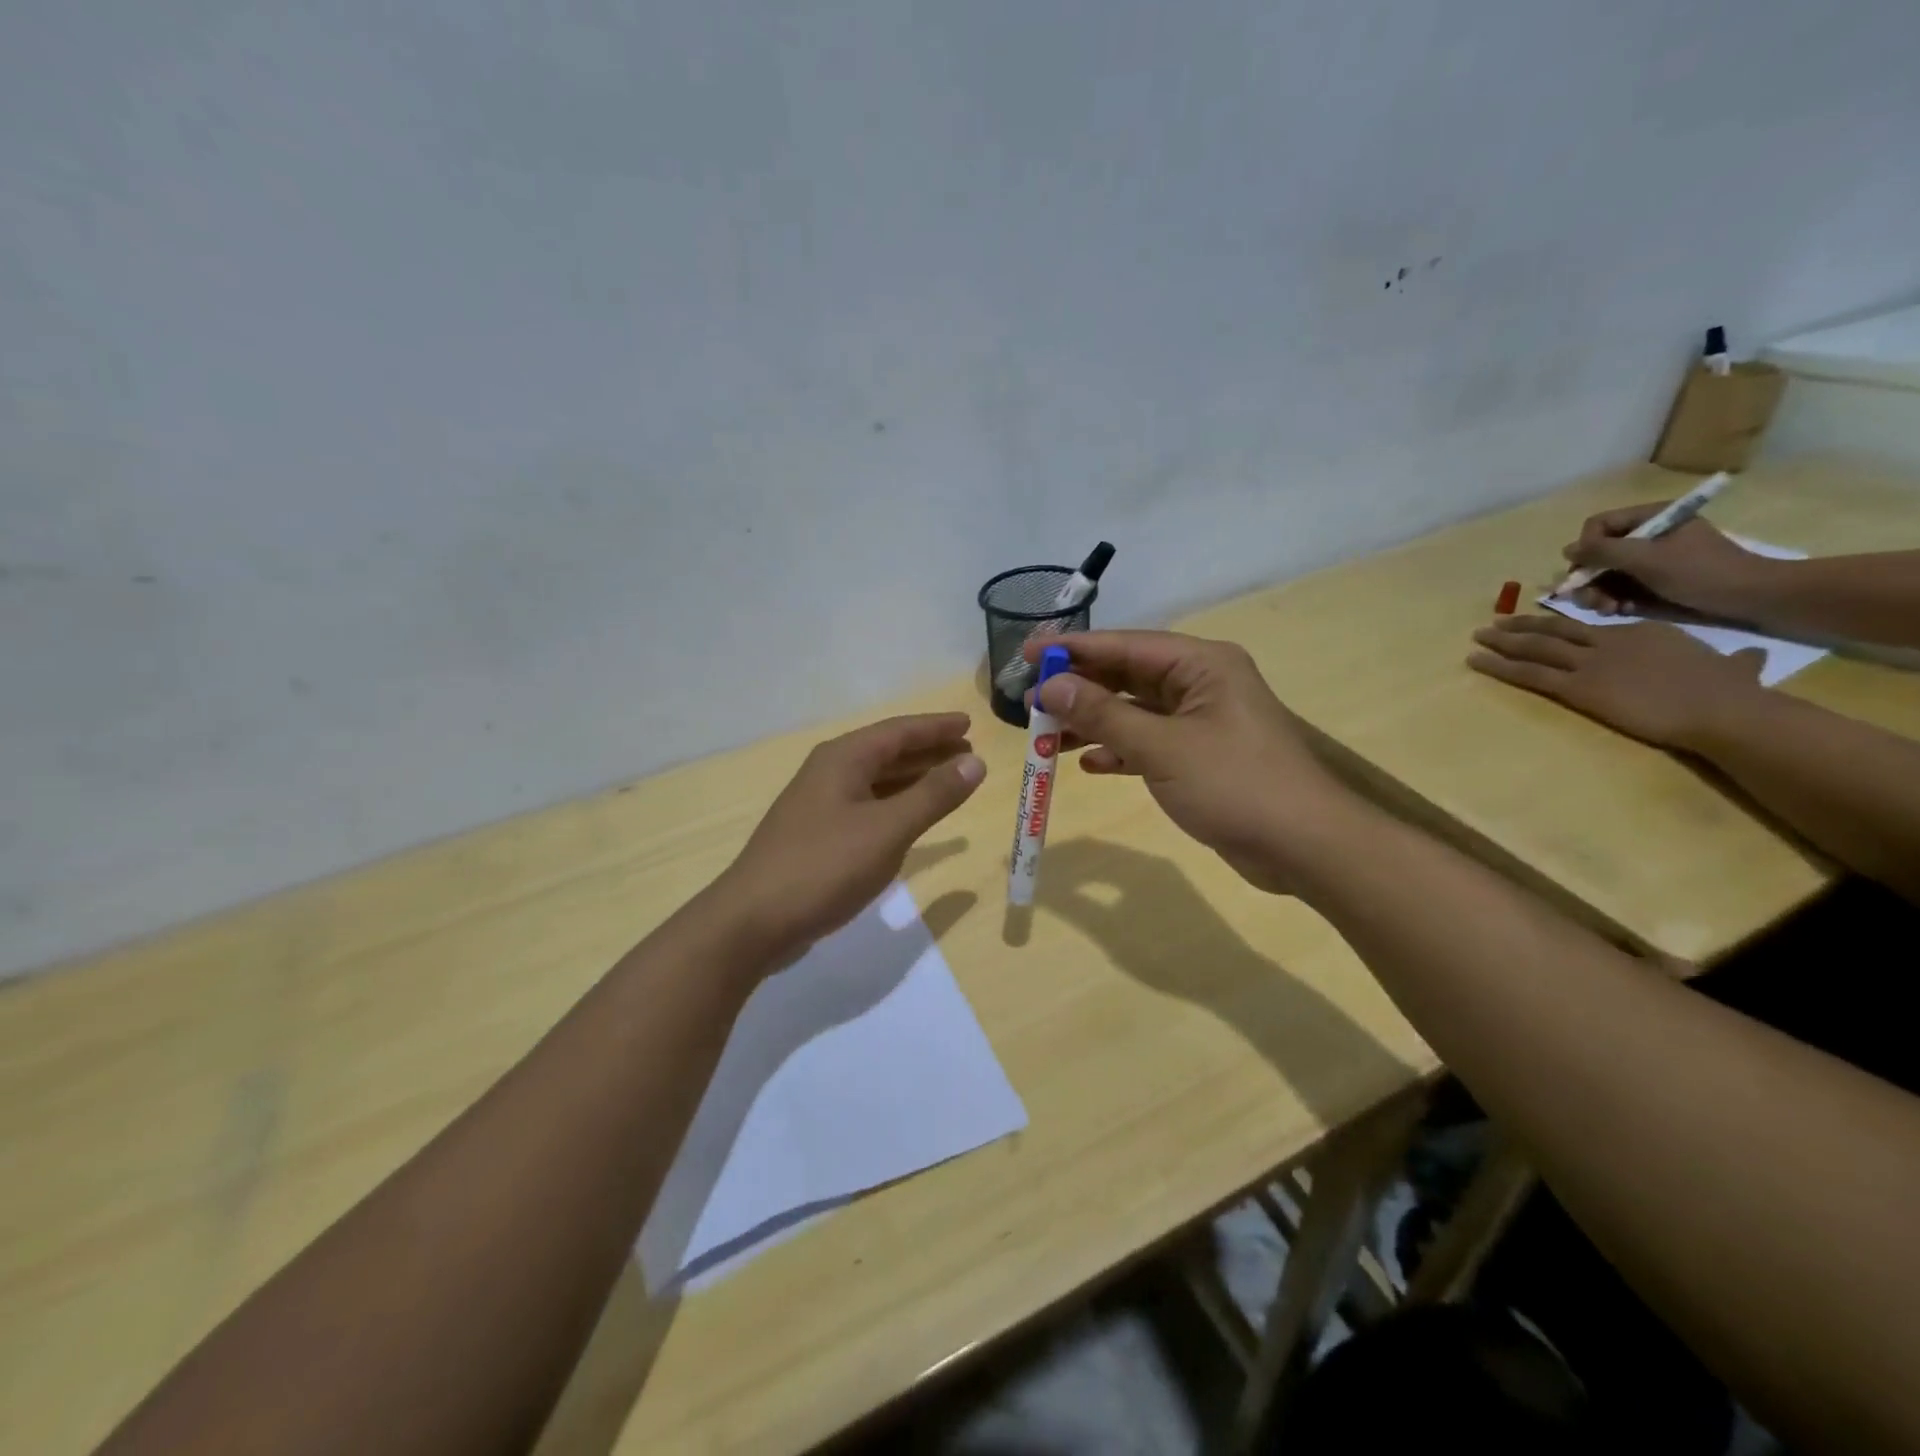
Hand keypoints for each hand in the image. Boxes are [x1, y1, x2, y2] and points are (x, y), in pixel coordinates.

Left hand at [718, 713, 984, 966]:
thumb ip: (933, 795)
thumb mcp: (887, 829)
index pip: (899, 731)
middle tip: (967, 752)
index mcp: (843, 759)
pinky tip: (909, 817)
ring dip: (912, 777)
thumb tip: (975, 762)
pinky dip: (894, 804)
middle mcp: (829, 773)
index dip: (936, 727)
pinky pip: (866, 805)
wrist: (753, 921)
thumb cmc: (824, 866)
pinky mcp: (816, 836)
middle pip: (886, 752)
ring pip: (875, 780)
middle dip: (927, 750)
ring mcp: (819, 805)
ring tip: (948, 779)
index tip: (970, 723)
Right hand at [1026, 631, 1353, 891]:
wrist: (1303, 846)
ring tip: (1049, 735)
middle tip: (1030, 701)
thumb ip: (1103, 715)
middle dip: (1079, 689)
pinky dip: (1120, 750)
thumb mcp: (1161, 747)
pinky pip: (1149, 743)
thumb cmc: (1234, 784)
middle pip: (1127, 676)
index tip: (1027, 654)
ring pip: (1135, 712)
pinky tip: (1091, 764)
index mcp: (1201, 665)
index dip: (1074, 649)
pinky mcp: (1200, 757)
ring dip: (1094, 723)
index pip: (1125, 646)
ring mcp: (1202, 722)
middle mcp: (1201, 684)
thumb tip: (1051, 686)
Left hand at [1469, 614, 1766, 748]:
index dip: (1562, 626)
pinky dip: (1498, 666)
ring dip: (1501, 641)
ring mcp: (1590, 662)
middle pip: (1555, 630)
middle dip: (1521, 626)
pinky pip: (1528, 673)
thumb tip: (1750, 660)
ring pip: (1534, 647)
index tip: (1542, 625)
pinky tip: (1476, 661)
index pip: (1593, 626)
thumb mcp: (1735, 667)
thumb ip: (1737, 662)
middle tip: (1494, 623)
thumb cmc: (1731, 692)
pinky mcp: (1577, 686)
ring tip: (1477, 637)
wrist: (1721, 707)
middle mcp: (1610, 640)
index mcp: (1644, 632)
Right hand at [1563, 501, 1779, 617]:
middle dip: (1589, 579)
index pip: (1597, 526)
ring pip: (1601, 575)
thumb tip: (1567, 550)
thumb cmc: (1701, 571)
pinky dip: (1613, 602)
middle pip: (1595, 554)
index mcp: (1650, 519)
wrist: (1750, 598)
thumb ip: (1604, 551)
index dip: (1586, 548)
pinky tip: (1622, 611)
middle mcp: (1644, 537)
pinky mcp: (1650, 583)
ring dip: (1597, 594)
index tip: (1588, 570)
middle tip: (1592, 600)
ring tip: (1608, 609)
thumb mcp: (1648, 558)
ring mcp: (1647, 561)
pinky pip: (1616, 589)